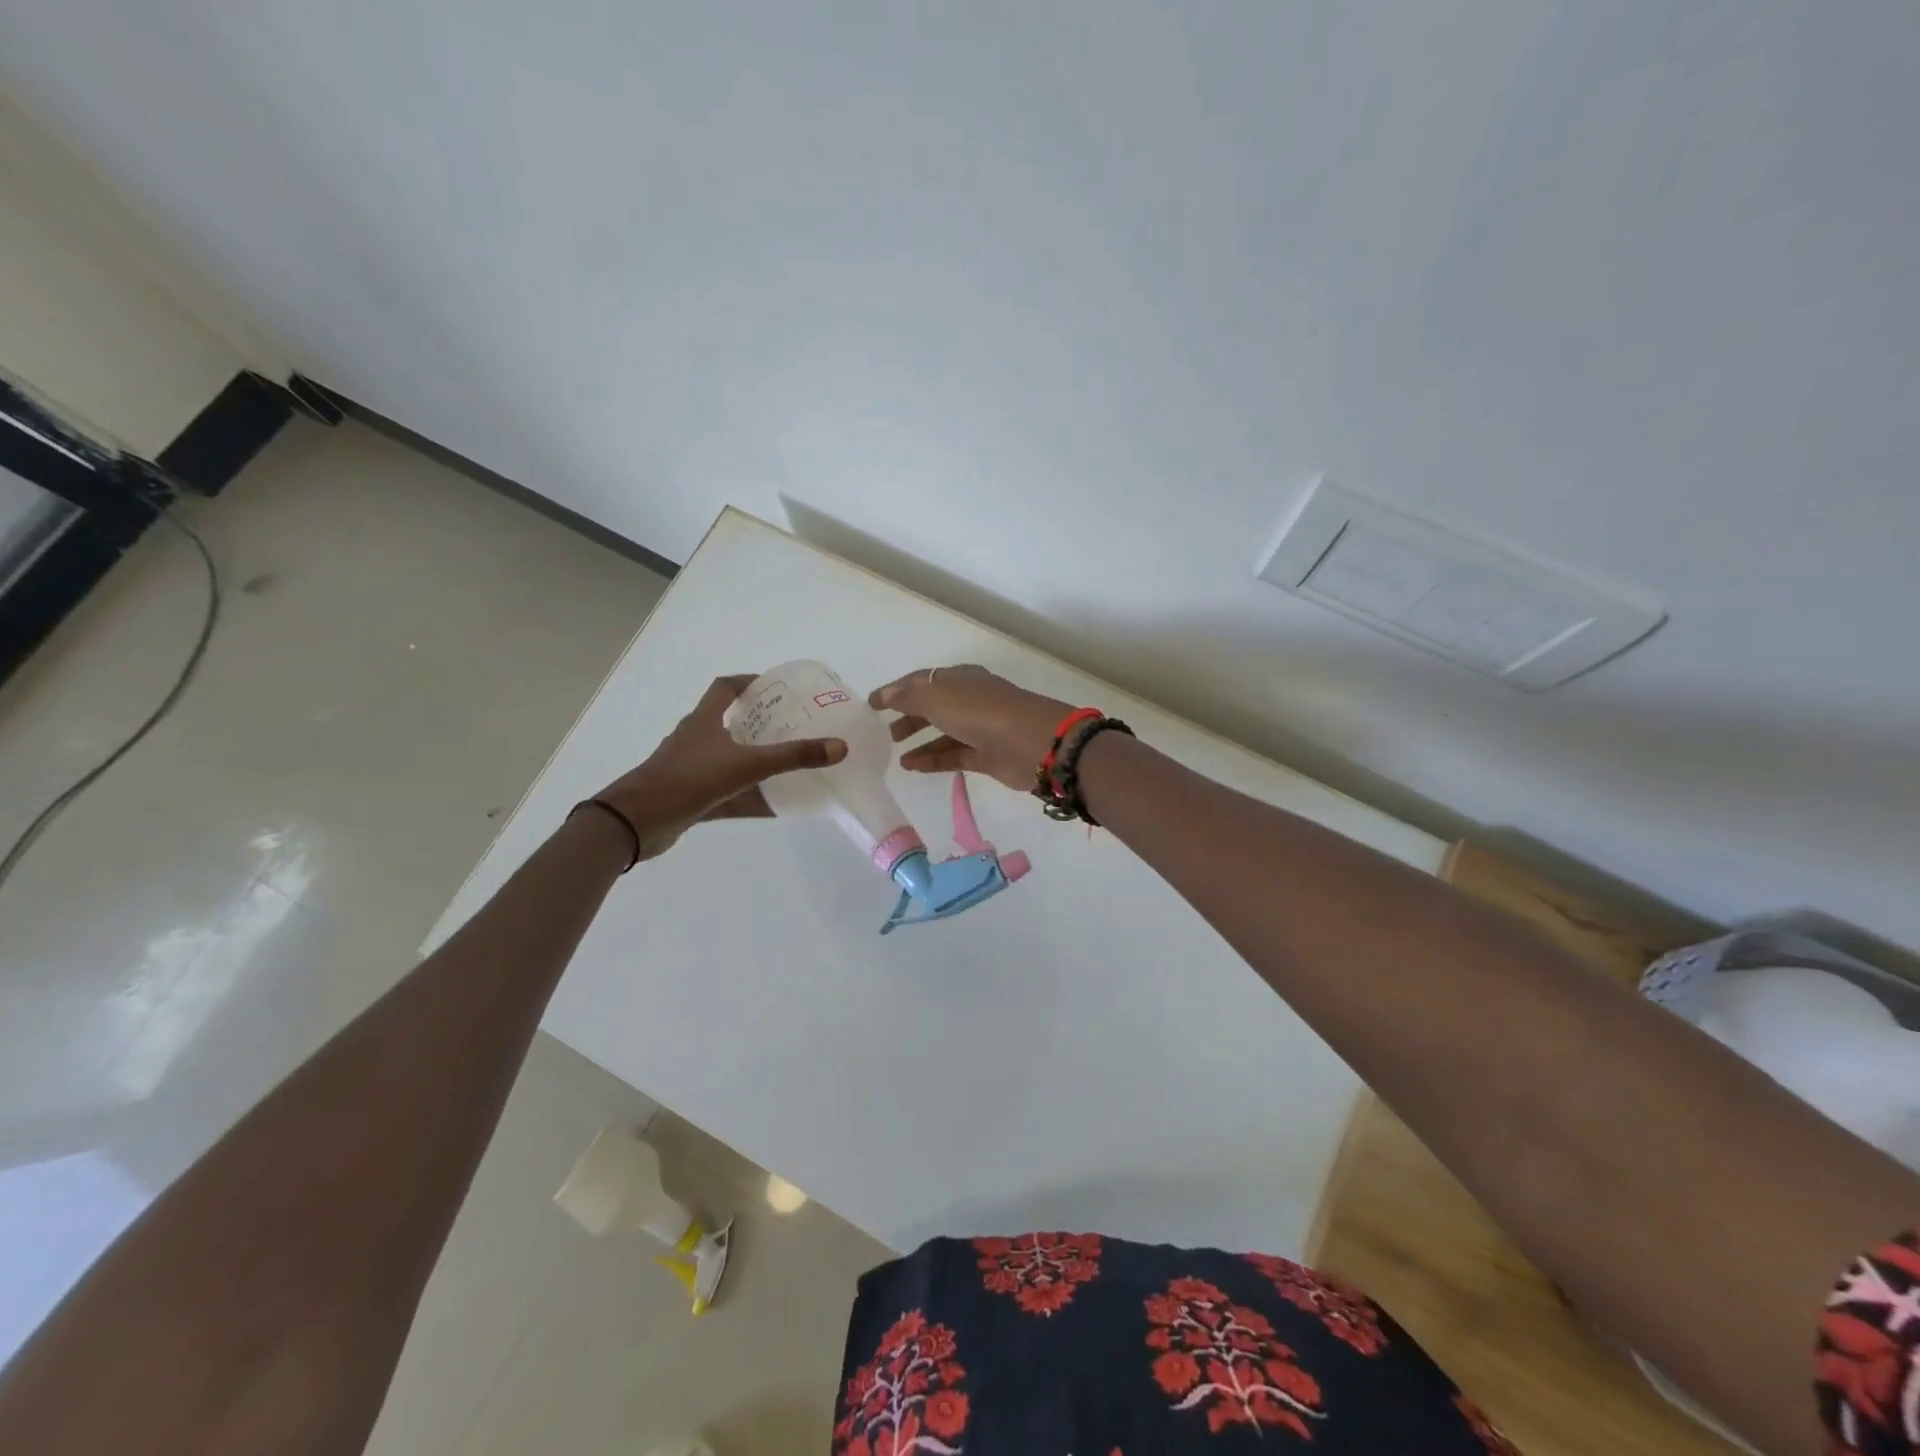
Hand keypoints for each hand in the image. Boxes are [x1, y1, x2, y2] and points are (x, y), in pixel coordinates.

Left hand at [595, 675, 846, 861]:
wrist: (637, 823)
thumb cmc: (689, 780)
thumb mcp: (746, 764)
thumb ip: (793, 757)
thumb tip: (840, 747)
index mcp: (703, 721)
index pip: (725, 689)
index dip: (749, 682)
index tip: (776, 686)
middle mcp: (696, 740)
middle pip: (731, 724)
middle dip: (761, 724)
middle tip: (794, 726)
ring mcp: (692, 770)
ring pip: (731, 761)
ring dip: (757, 762)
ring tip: (791, 764)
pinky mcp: (691, 798)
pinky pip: (729, 794)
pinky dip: (751, 798)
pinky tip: (777, 807)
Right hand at [868, 665, 1076, 792]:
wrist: (1033, 744)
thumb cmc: (982, 713)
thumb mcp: (939, 699)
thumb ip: (909, 697)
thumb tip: (887, 694)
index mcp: (960, 678)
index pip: (922, 680)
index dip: (896, 690)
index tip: (872, 703)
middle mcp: (970, 700)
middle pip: (932, 706)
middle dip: (908, 716)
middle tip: (884, 731)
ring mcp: (980, 728)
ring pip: (943, 733)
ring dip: (919, 741)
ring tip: (894, 754)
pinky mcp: (986, 756)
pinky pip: (953, 756)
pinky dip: (932, 760)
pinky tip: (911, 767)